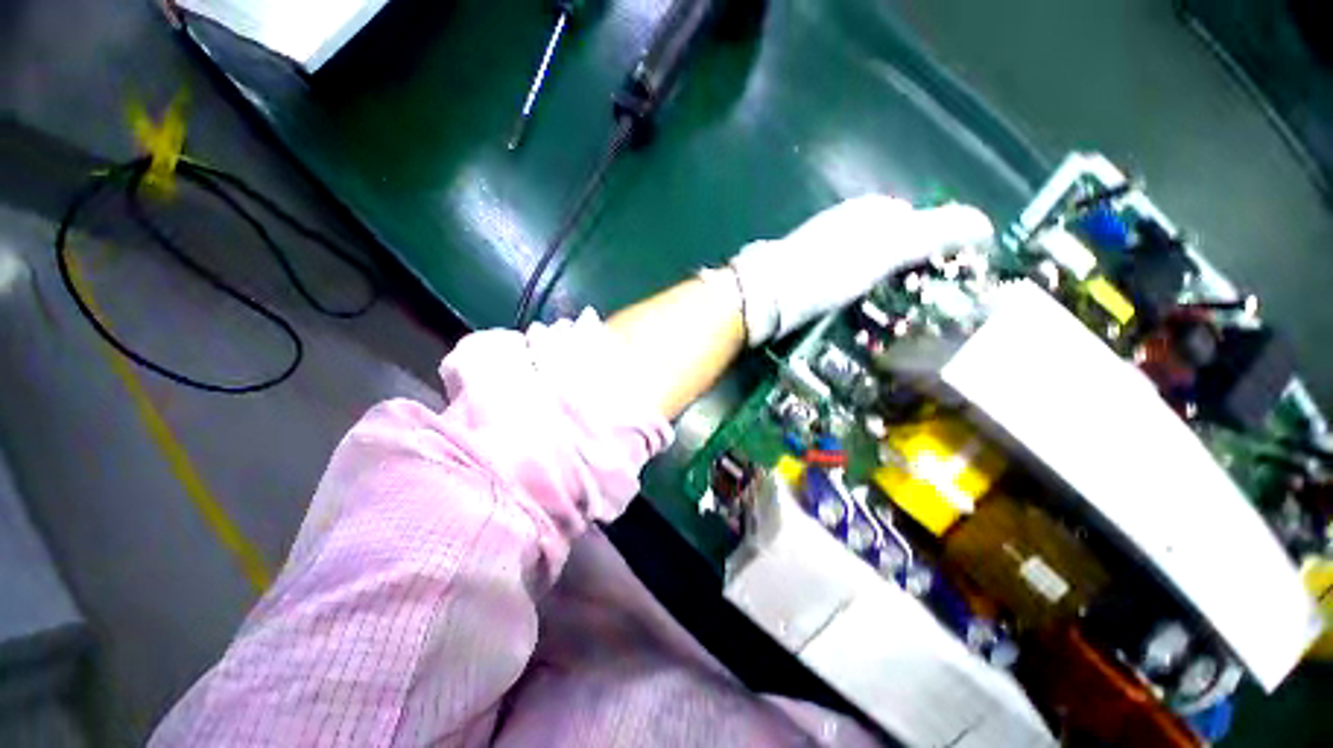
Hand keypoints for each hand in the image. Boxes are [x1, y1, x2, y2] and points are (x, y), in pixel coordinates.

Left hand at [727, 196, 993, 345]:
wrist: (769, 294)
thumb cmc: (829, 268)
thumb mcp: (889, 246)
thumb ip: (937, 231)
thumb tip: (986, 223)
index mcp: (871, 211)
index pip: (921, 221)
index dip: (940, 246)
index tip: (950, 278)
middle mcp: (848, 226)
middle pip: (894, 247)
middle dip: (912, 273)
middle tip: (923, 304)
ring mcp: (826, 252)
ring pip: (870, 269)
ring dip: (887, 291)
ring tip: (898, 318)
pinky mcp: (810, 277)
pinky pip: (847, 286)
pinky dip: (860, 300)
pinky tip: (863, 317)